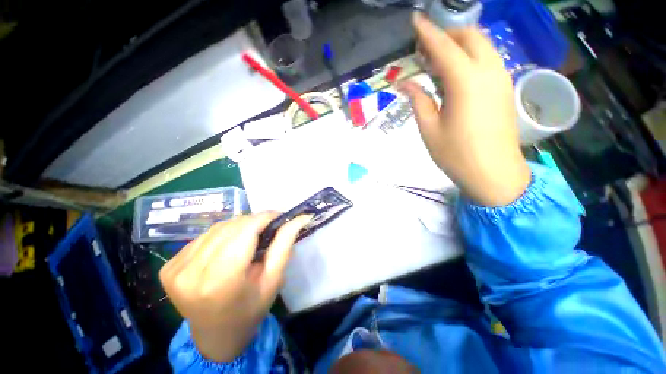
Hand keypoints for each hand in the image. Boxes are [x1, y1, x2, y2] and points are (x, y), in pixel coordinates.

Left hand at [159, 213, 310, 362]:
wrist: (215, 337)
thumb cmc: (251, 310)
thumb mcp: (274, 279)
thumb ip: (285, 244)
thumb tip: (300, 218)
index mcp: (221, 280)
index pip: (246, 230)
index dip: (265, 217)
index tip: (281, 215)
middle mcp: (192, 272)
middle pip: (231, 226)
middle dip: (254, 220)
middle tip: (270, 225)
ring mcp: (176, 269)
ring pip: (217, 228)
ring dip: (239, 226)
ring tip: (253, 234)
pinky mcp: (169, 267)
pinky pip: (203, 237)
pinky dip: (222, 234)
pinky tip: (231, 244)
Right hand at [400, 12, 530, 206]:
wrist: (494, 173)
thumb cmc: (456, 154)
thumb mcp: (429, 129)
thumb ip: (418, 100)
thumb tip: (405, 83)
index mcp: (465, 82)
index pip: (444, 46)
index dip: (427, 32)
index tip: (415, 20)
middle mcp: (488, 71)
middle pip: (470, 36)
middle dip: (447, 34)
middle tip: (426, 49)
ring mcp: (501, 78)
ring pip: (483, 45)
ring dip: (460, 44)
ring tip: (438, 61)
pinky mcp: (505, 88)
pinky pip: (489, 59)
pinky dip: (471, 57)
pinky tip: (456, 74)